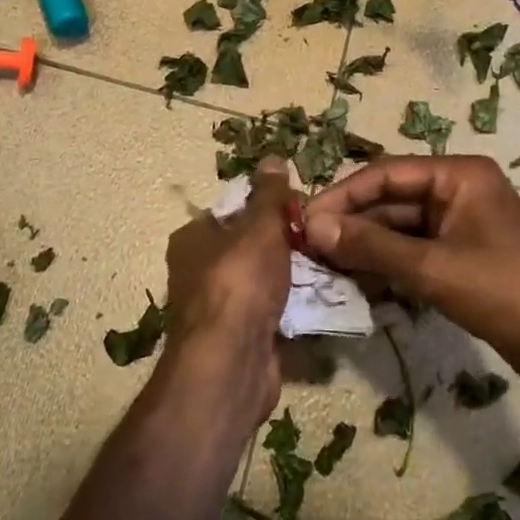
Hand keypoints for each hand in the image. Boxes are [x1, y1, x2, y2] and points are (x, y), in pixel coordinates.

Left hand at [162, 158, 293, 425]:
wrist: (231, 362)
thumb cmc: (240, 281)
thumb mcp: (260, 227)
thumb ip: (269, 195)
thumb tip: (273, 158)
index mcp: (192, 238)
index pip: (231, 210)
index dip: (266, 207)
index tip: (300, 209)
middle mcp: (196, 271)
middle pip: (248, 246)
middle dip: (283, 243)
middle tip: (319, 238)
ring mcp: (216, 308)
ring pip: (260, 280)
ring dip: (290, 276)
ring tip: (328, 267)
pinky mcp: (236, 338)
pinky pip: (267, 311)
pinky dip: (288, 307)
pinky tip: (317, 302)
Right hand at [304, 155, 519, 383]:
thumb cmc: (504, 289)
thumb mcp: (433, 267)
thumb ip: (372, 245)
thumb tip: (313, 227)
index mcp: (457, 175)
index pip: (384, 174)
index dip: (341, 197)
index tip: (304, 221)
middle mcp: (455, 191)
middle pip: (389, 200)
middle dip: (350, 224)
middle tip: (307, 250)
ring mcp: (458, 225)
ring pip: (397, 228)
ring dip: (364, 247)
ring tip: (324, 268)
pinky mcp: (459, 255)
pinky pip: (412, 251)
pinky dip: (385, 265)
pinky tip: (356, 283)